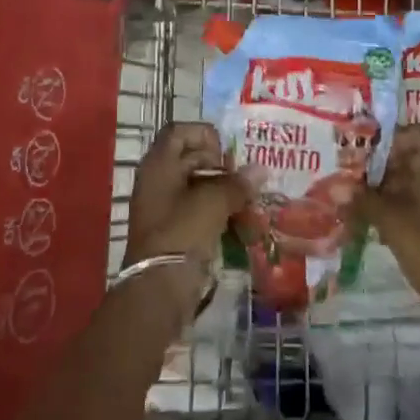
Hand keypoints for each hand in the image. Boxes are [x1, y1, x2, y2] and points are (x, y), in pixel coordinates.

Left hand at [124, 122, 246, 272]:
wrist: (159, 288)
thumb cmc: (182, 232)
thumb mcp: (214, 202)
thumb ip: (237, 183)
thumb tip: (261, 169)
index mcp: (159, 164)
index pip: (179, 131)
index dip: (204, 135)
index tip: (227, 152)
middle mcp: (158, 180)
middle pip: (190, 158)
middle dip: (221, 166)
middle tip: (245, 177)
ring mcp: (164, 207)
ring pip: (197, 187)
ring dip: (223, 191)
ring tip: (250, 200)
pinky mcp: (173, 231)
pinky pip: (198, 211)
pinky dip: (218, 212)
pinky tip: (241, 222)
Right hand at [354, 123, 419, 334]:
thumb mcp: (395, 225)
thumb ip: (365, 202)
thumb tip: (335, 189)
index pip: (415, 132)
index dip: (389, 140)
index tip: (363, 157)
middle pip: (418, 155)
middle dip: (387, 166)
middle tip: (358, 183)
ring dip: (397, 189)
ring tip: (366, 206)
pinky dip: (411, 205)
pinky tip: (388, 225)